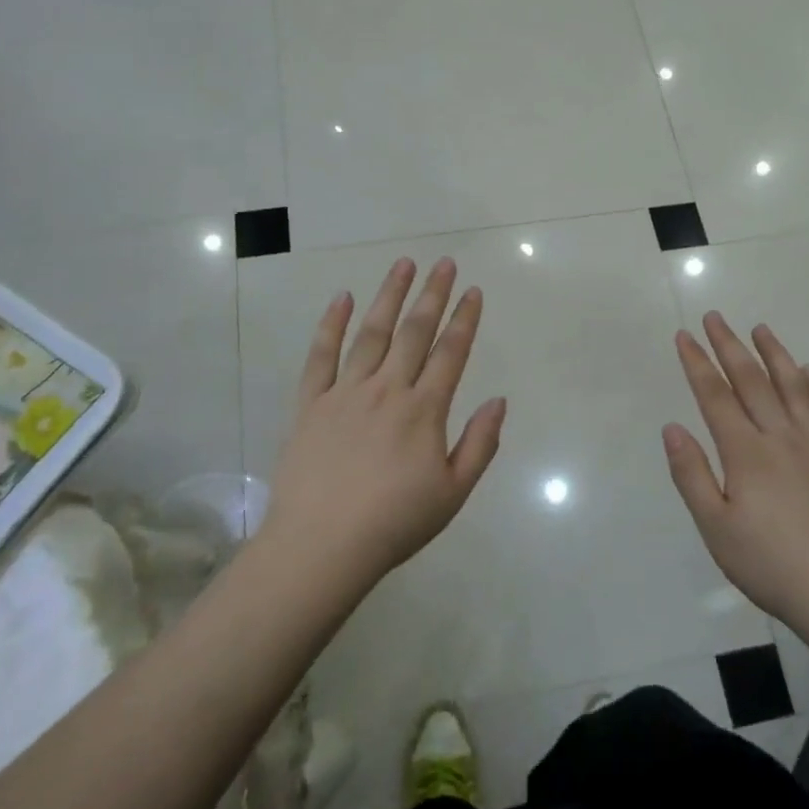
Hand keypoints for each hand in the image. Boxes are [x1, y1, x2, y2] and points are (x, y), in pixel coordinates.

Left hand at [262, 258, 505, 591]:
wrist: (322, 545)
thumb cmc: (394, 523)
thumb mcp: (453, 493)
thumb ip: (480, 444)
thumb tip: (499, 400)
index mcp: (424, 410)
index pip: (451, 353)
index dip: (464, 319)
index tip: (473, 291)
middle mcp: (387, 390)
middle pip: (414, 332)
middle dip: (432, 294)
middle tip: (443, 262)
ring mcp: (345, 392)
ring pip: (371, 333)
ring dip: (389, 296)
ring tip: (403, 265)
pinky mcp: (310, 403)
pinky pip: (321, 355)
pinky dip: (331, 324)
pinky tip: (341, 297)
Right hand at [663, 313, 808, 627]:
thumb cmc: (771, 564)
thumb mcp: (715, 527)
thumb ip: (692, 474)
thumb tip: (672, 427)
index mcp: (746, 453)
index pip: (715, 397)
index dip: (697, 364)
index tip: (684, 336)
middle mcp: (781, 438)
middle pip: (752, 382)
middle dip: (730, 346)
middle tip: (714, 317)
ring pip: (793, 388)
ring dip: (775, 355)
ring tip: (762, 329)